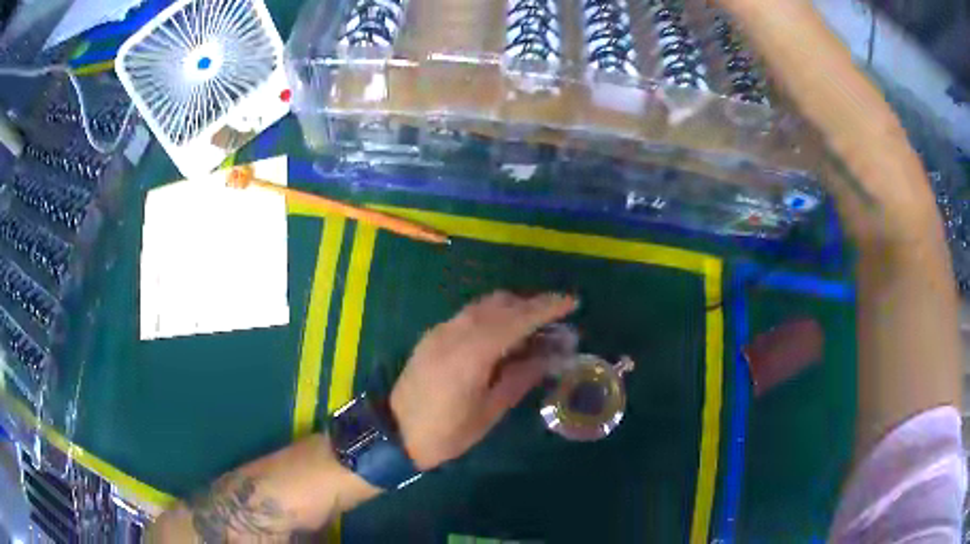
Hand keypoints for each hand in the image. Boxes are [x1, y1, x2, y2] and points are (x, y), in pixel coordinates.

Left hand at [390, 291, 577, 469]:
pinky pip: (468, 315)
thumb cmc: (447, 432)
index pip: (517, 318)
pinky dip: (491, 316)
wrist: (394, 434)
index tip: (572, 302)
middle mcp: (455, 331)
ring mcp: (440, 331)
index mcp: (472, 352)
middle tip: (556, 319)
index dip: (547, 307)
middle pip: (500, 303)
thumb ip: (521, 376)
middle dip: (531, 305)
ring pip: (482, 306)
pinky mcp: (432, 336)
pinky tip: (502, 335)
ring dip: (511, 308)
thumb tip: (551, 355)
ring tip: (534, 326)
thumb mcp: (490, 410)